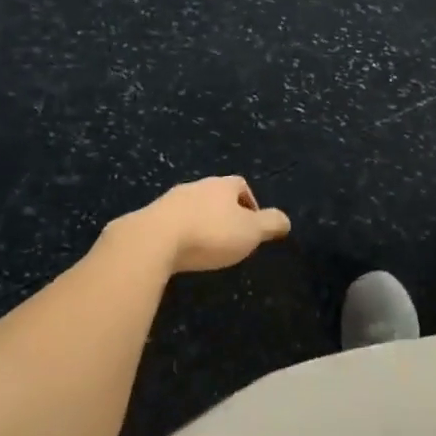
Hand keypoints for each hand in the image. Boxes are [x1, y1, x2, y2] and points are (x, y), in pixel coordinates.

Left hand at [114, 177, 290, 274]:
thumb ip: (270, 224)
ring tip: (203, 245)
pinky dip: (178, 233)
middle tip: (229, 236)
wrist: (152, 240)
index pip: (241, 185)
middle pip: (215, 194)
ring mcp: (170, 200)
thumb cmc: (209, 233)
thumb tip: (286, 220)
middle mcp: (197, 186)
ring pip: (191, 207)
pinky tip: (178, 251)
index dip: (249, 203)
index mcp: (222, 185)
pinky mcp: (148, 217)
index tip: (251, 225)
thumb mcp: (249, 232)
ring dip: (199, 222)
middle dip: (223, 212)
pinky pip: (169, 222)